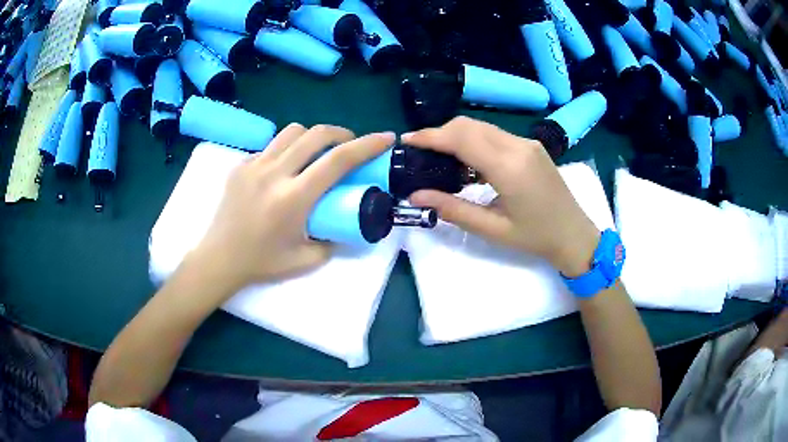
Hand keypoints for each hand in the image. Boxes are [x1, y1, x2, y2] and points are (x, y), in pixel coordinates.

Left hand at [190, 124, 394, 292]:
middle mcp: (274, 174)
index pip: (338, 160)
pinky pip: (271, 146)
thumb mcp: (306, 260)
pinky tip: (286, 168)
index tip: (385, 137)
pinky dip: (287, 149)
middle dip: (342, 133)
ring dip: (313, 136)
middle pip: (316, 134)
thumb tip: (346, 225)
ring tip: (317, 152)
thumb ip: (333, 241)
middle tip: (349, 146)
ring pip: (292, 131)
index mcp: (294, 198)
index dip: (367, 145)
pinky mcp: (241, 165)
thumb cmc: (262, 262)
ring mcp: (254, 166)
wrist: (219, 258)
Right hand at [403, 117, 598, 276]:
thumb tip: (416, 196)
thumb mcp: (492, 229)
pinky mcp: (531, 146)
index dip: (431, 136)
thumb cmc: (535, 237)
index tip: (407, 140)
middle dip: (440, 133)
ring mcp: (527, 143)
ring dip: (457, 135)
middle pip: (469, 125)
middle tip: (421, 152)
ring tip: (441, 157)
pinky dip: (475, 140)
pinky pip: (495, 134)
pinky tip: (469, 162)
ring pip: (482, 127)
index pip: (461, 138)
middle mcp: (518, 146)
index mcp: (509, 167)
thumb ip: (452, 209)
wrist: (574, 234)